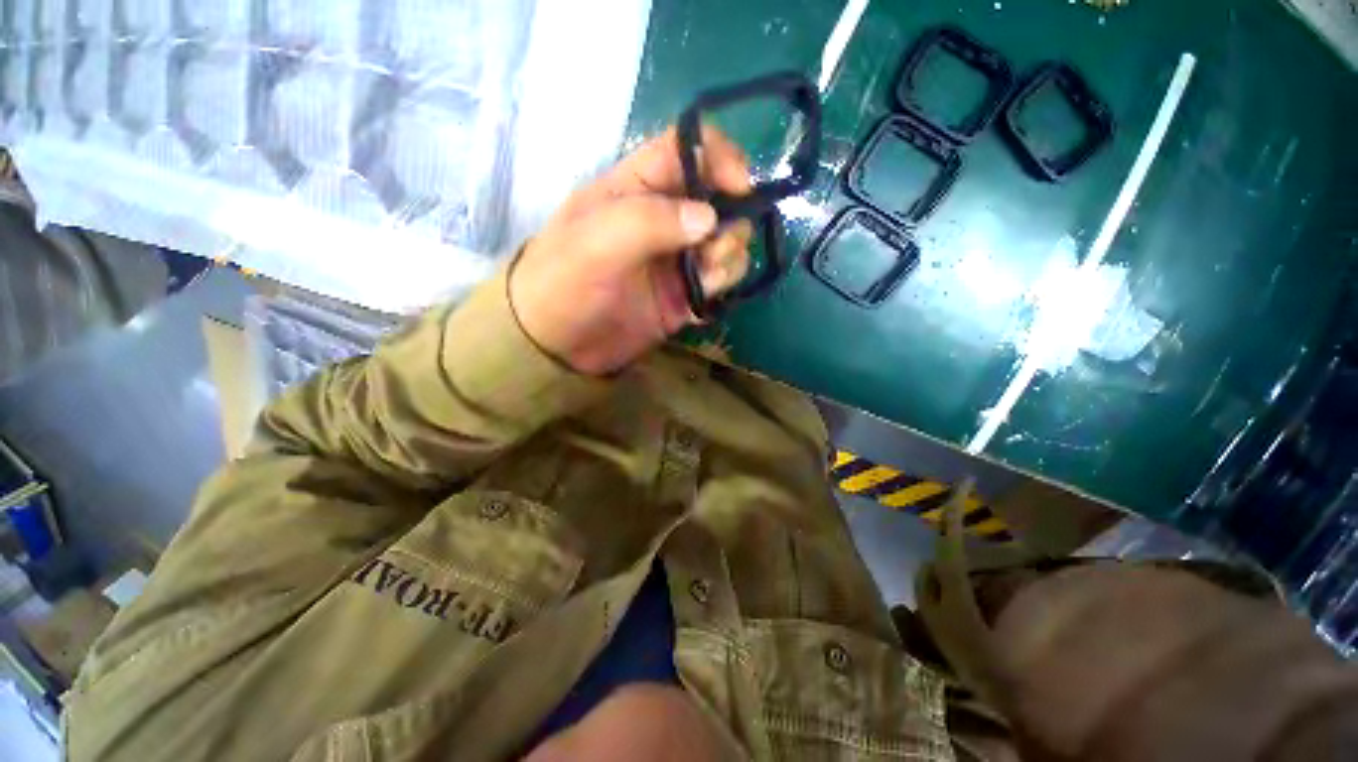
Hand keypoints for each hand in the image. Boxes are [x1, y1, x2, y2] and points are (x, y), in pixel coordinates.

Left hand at [509, 126, 753, 375]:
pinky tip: (706, 295)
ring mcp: (676, 258)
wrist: (556, 346)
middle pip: (718, 197)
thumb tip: (710, 218)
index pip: (687, 149)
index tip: (740, 188)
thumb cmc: (564, 282)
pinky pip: (721, 278)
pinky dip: (723, 282)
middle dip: (730, 219)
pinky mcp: (684, 293)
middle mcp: (663, 218)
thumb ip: (651, 220)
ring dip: (729, 254)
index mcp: (635, 187)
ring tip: (708, 276)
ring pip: (726, 239)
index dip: (720, 157)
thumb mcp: (596, 241)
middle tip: (713, 249)